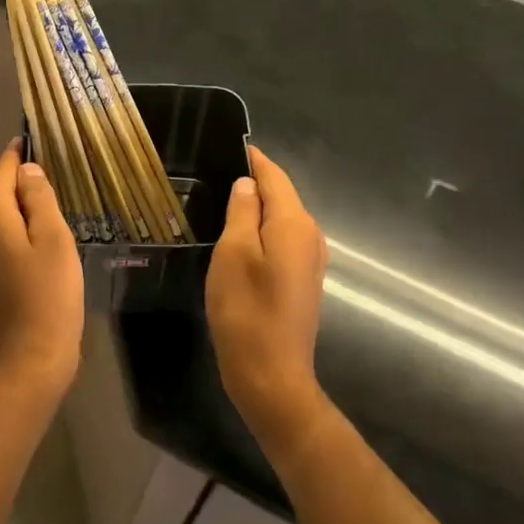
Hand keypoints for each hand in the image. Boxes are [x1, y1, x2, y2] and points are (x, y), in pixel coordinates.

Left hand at [0, 141, 84, 400]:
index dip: (18, 155)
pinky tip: (37, 255)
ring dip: (21, 219)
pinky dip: (15, 242)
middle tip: (57, 190)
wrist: (30, 358)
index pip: (3, 173)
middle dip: (24, 191)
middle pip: (0, 198)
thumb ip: (40, 198)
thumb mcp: (54, 238)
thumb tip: (27, 170)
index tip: (29, 139)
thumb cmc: (49, 293)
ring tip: (52, 223)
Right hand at [206, 146, 329, 459]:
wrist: (271, 377)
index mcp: (295, 223)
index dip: (252, 160)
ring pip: (280, 219)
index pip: (274, 176)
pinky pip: (281, 241)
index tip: (226, 146)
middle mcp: (310, 236)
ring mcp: (310, 261)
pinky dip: (261, 232)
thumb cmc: (246, 311)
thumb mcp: (233, 253)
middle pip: (281, 196)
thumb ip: (242, 211)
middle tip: (212, 175)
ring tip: (219, 202)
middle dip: (252, 183)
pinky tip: (237, 238)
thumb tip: (247, 183)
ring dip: (255, 209)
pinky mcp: (302, 281)